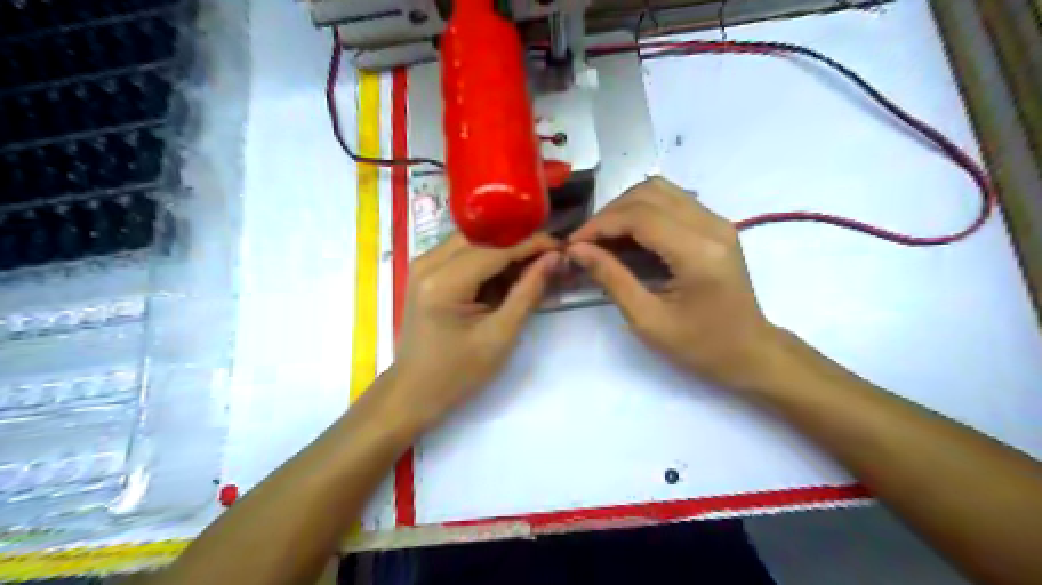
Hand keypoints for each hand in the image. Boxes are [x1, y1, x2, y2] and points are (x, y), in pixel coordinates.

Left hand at [391, 231, 561, 428]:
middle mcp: (427, 263)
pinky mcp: (425, 272)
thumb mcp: (500, 335)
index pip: (495, 249)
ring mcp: (422, 265)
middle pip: (482, 238)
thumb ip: (528, 292)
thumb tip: (554, 258)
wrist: (414, 390)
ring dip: (503, 249)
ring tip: (533, 263)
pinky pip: (462, 253)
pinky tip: (507, 273)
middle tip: (549, 255)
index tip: (561, 246)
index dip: (531, 244)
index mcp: (443, 282)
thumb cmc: (458, 372)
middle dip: (517, 243)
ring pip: (472, 241)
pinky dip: (487, 259)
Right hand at [568, 175, 780, 390]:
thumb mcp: (648, 320)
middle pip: (649, 192)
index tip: (573, 244)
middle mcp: (712, 225)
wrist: (750, 352)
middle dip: (610, 213)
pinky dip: (643, 212)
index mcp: (698, 252)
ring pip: (660, 190)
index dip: (600, 224)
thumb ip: (612, 278)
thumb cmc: (700, 346)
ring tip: (604, 238)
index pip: (639, 216)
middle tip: (586, 242)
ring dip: (625, 208)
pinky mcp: (716, 226)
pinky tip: (628, 237)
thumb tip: (577, 249)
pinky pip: (672, 202)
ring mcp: (717, 222)